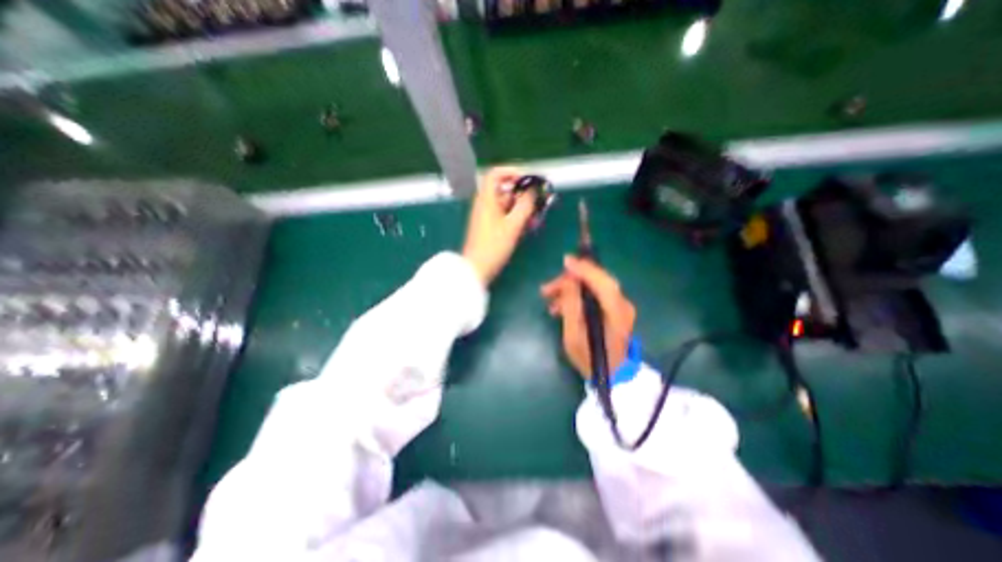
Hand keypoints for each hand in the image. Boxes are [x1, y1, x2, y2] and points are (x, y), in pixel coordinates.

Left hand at [463, 164, 540, 282]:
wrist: (476, 268)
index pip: (495, 174)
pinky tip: (527, 226)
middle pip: (505, 191)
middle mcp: (485, 205)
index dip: (511, 172)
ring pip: (507, 205)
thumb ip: (525, 206)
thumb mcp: (513, 225)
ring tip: (535, 217)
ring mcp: (487, 216)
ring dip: (522, 208)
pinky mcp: (489, 227)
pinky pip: (505, 216)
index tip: (527, 180)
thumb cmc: (493, 246)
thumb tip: (533, 191)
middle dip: (523, 195)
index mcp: (487, 199)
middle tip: (537, 201)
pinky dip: (516, 218)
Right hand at [540, 255, 632, 379]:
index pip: (604, 283)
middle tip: (546, 289)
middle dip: (569, 280)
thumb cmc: (589, 359)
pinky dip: (577, 296)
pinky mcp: (614, 308)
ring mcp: (620, 306)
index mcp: (616, 314)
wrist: (610, 375)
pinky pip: (593, 294)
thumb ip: (571, 306)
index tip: (565, 261)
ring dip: (569, 289)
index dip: (585, 269)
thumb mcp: (573, 336)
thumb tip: (569, 279)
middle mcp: (622, 305)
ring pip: (593, 286)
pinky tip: (560, 307)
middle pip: (597, 281)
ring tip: (549, 300)